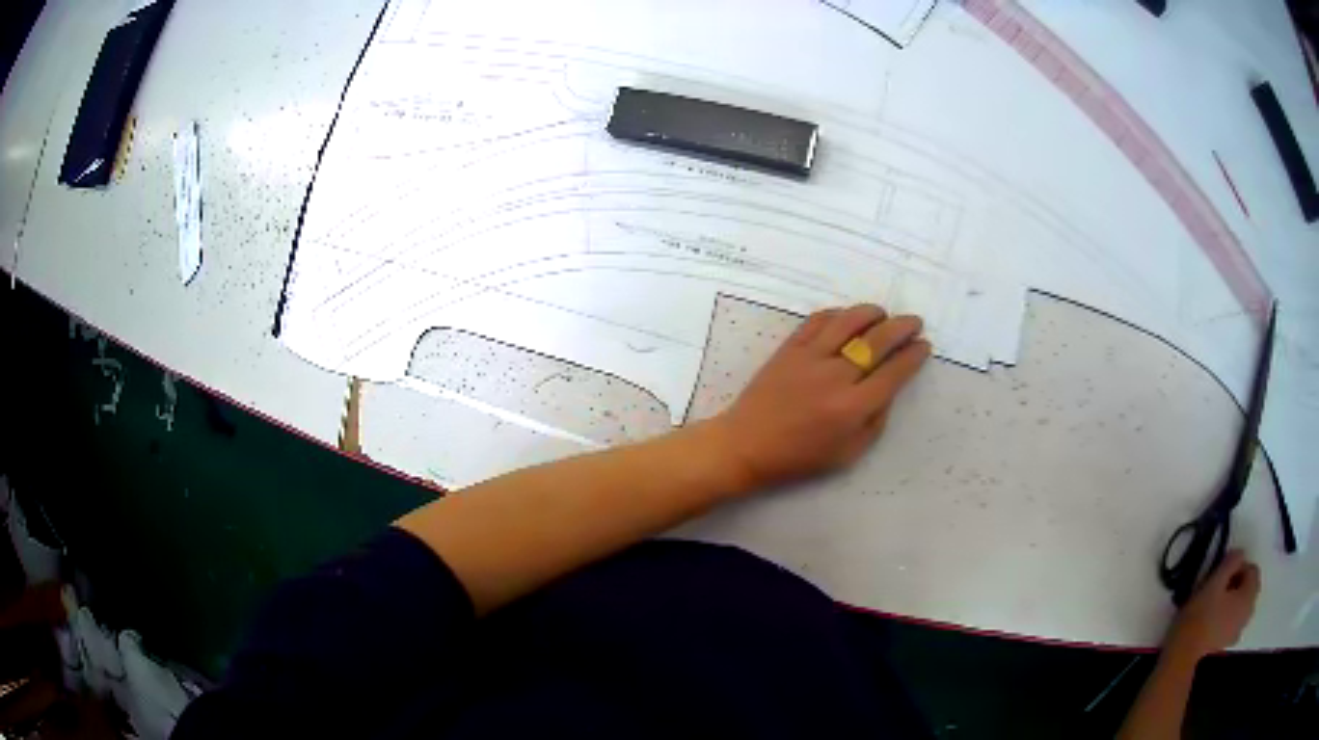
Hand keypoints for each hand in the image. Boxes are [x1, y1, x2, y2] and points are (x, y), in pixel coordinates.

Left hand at [705, 304, 930, 491]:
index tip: (924, 346)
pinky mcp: (790, 348)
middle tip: (914, 323)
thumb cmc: (799, 457)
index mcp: (853, 408)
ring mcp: (810, 357)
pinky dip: (838, 314)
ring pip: (849, 322)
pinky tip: (848, 317)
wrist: (747, 445)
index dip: (913, 356)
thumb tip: (889, 388)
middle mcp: (836, 377)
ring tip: (884, 315)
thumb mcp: (848, 454)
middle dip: (902, 328)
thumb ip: (875, 421)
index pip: (894, 372)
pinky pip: (818, 320)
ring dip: (872, 313)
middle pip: (878, 341)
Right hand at [1165, 550, 1260, 661]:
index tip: (1222, 573)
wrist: (1182, 657)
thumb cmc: (1199, 616)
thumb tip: (1240, 553)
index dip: (1240, 566)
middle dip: (1238, 583)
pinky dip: (1228, 617)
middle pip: (1249, 589)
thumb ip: (1231, 562)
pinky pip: (1233, 622)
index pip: (1253, 570)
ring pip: (1241, 606)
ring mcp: (1237, 632)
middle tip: (1219, 586)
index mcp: (1248, 596)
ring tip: (1215, 604)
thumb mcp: (1214, 582)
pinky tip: (1214, 622)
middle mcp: (1248, 613)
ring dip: (1233, 600)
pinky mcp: (1226, 644)